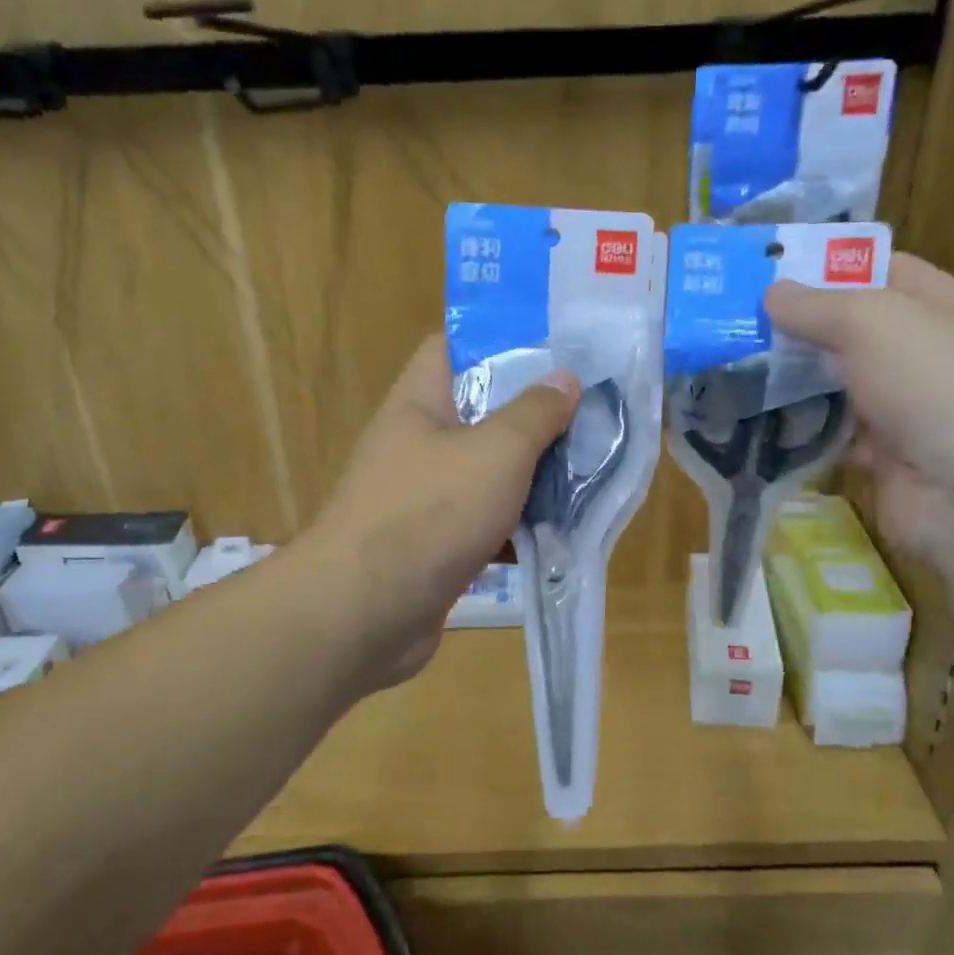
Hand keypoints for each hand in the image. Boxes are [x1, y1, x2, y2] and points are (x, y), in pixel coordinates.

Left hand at [300, 335, 578, 691]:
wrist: (364, 615)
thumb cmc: (429, 513)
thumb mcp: (495, 452)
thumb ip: (534, 413)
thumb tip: (564, 378)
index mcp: (419, 403)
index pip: (452, 348)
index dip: (499, 339)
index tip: (553, 347)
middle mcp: (417, 444)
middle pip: (479, 412)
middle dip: (532, 413)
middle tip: (588, 410)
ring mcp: (424, 497)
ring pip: (487, 471)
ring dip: (532, 473)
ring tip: (590, 465)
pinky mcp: (435, 545)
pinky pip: (485, 520)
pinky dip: (518, 523)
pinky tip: (563, 527)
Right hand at [765, 253, 953, 570]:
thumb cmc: (932, 383)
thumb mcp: (870, 321)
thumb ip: (816, 304)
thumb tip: (771, 292)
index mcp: (943, 304)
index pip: (880, 270)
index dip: (827, 266)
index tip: (768, 271)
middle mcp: (928, 351)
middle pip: (853, 328)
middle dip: (799, 325)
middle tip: (736, 321)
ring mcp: (908, 406)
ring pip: (839, 381)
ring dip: (795, 378)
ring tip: (734, 366)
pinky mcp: (886, 454)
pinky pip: (835, 431)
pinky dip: (803, 427)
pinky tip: (758, 417)